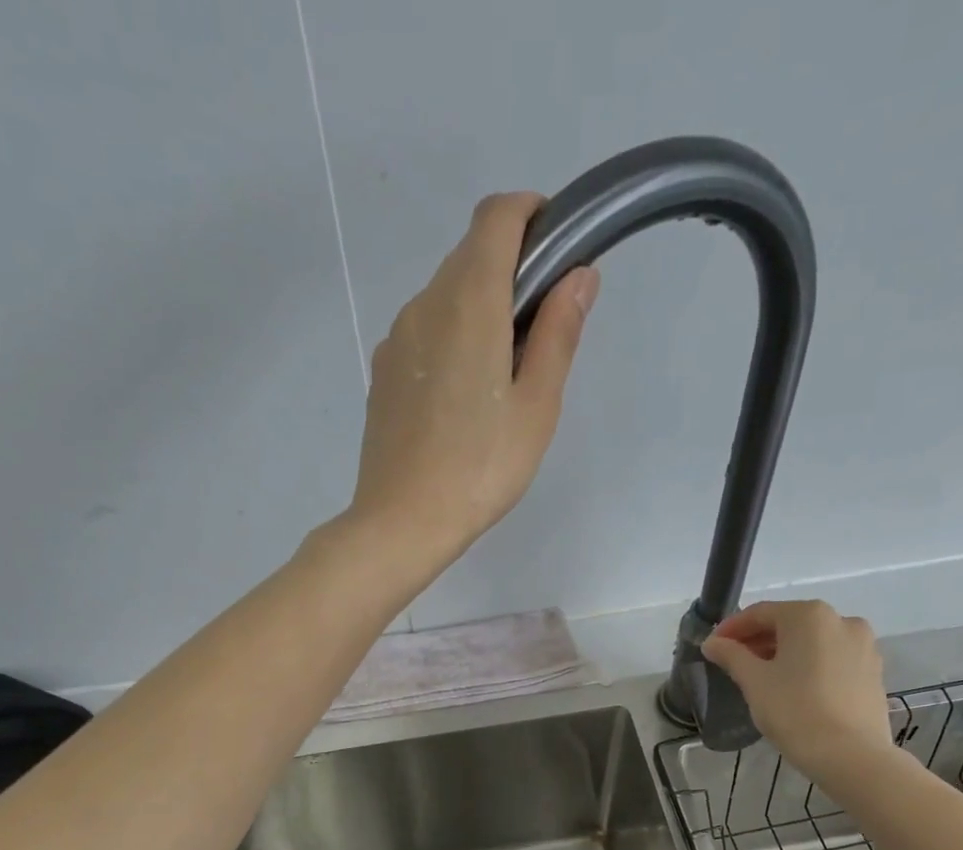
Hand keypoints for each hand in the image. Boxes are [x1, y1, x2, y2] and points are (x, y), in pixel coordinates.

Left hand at [348, 192, 598, 565]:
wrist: (403, 521)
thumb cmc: (481, 468)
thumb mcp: (536, 406)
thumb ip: (559, 334)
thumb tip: (579, 275)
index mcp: (469, 301)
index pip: (496, 216)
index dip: (530, 214)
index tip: (557, 247)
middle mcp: (425, 304)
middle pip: (470, 256)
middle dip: (512, 271)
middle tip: (541, 334)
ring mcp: (397, 338)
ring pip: (446, 297)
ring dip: (481, 310)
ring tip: (503, 378)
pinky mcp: (383, 372)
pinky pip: (425, 333)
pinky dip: (453, 339)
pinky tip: (464, 399)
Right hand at [700, 600, 895, 785]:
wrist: (851, 756)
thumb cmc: (795, 711)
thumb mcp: (754, 682)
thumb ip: (731, 655)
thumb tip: (712, 642)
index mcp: (809, 615)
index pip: (760, 613)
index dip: (732, 628)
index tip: (712, 647)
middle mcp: (841, 620)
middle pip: (789, 624)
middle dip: (758, 640)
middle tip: (733, 663)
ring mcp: (863, 645)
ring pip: (812, 641)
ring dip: (784, 653)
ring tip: (762, 677)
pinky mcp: (873, 670)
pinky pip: (832, 658)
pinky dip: (809, 665)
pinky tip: (794, 688)